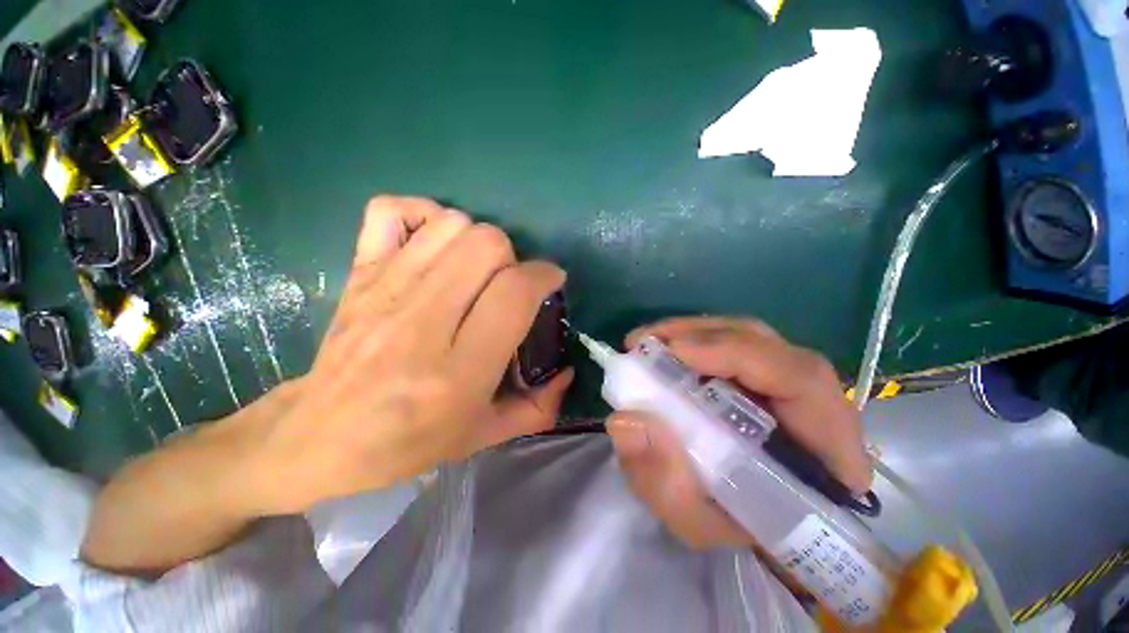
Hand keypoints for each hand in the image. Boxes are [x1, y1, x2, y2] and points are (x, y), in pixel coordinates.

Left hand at [248, 197, 572, 513]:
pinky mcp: (359, 273)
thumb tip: (567, 371)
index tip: (550, 282)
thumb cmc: (408, 443)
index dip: (543, 276)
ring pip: (452, 224)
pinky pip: (392, 211)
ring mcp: (385, 290)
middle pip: (486, 245)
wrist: (319, 436)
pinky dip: (423, 214)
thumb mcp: (484, 435)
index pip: (513, 292)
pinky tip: (434, 244)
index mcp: (457, 371)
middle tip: (508, 284)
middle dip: (512, 259)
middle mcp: (422, 322)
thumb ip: (538, 407)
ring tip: (477, 270)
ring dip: (478, 241)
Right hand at [606, 317, 870, 549]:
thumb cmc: (738, 527)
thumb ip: (664, 482)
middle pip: (765, 343)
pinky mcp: (763, 373)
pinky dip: (693, 338)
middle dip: (700, 334)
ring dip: (692, 331)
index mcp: (824, 447)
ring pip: (745, 335)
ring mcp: (787, 380)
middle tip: (645, 342)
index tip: (676, 351)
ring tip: (648, 342)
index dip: (737, 354)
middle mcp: (814, 401)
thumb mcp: (697, 521)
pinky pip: (731, 342)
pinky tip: (664, 349)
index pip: (800, 379)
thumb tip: (624, 421)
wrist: (756, 520)